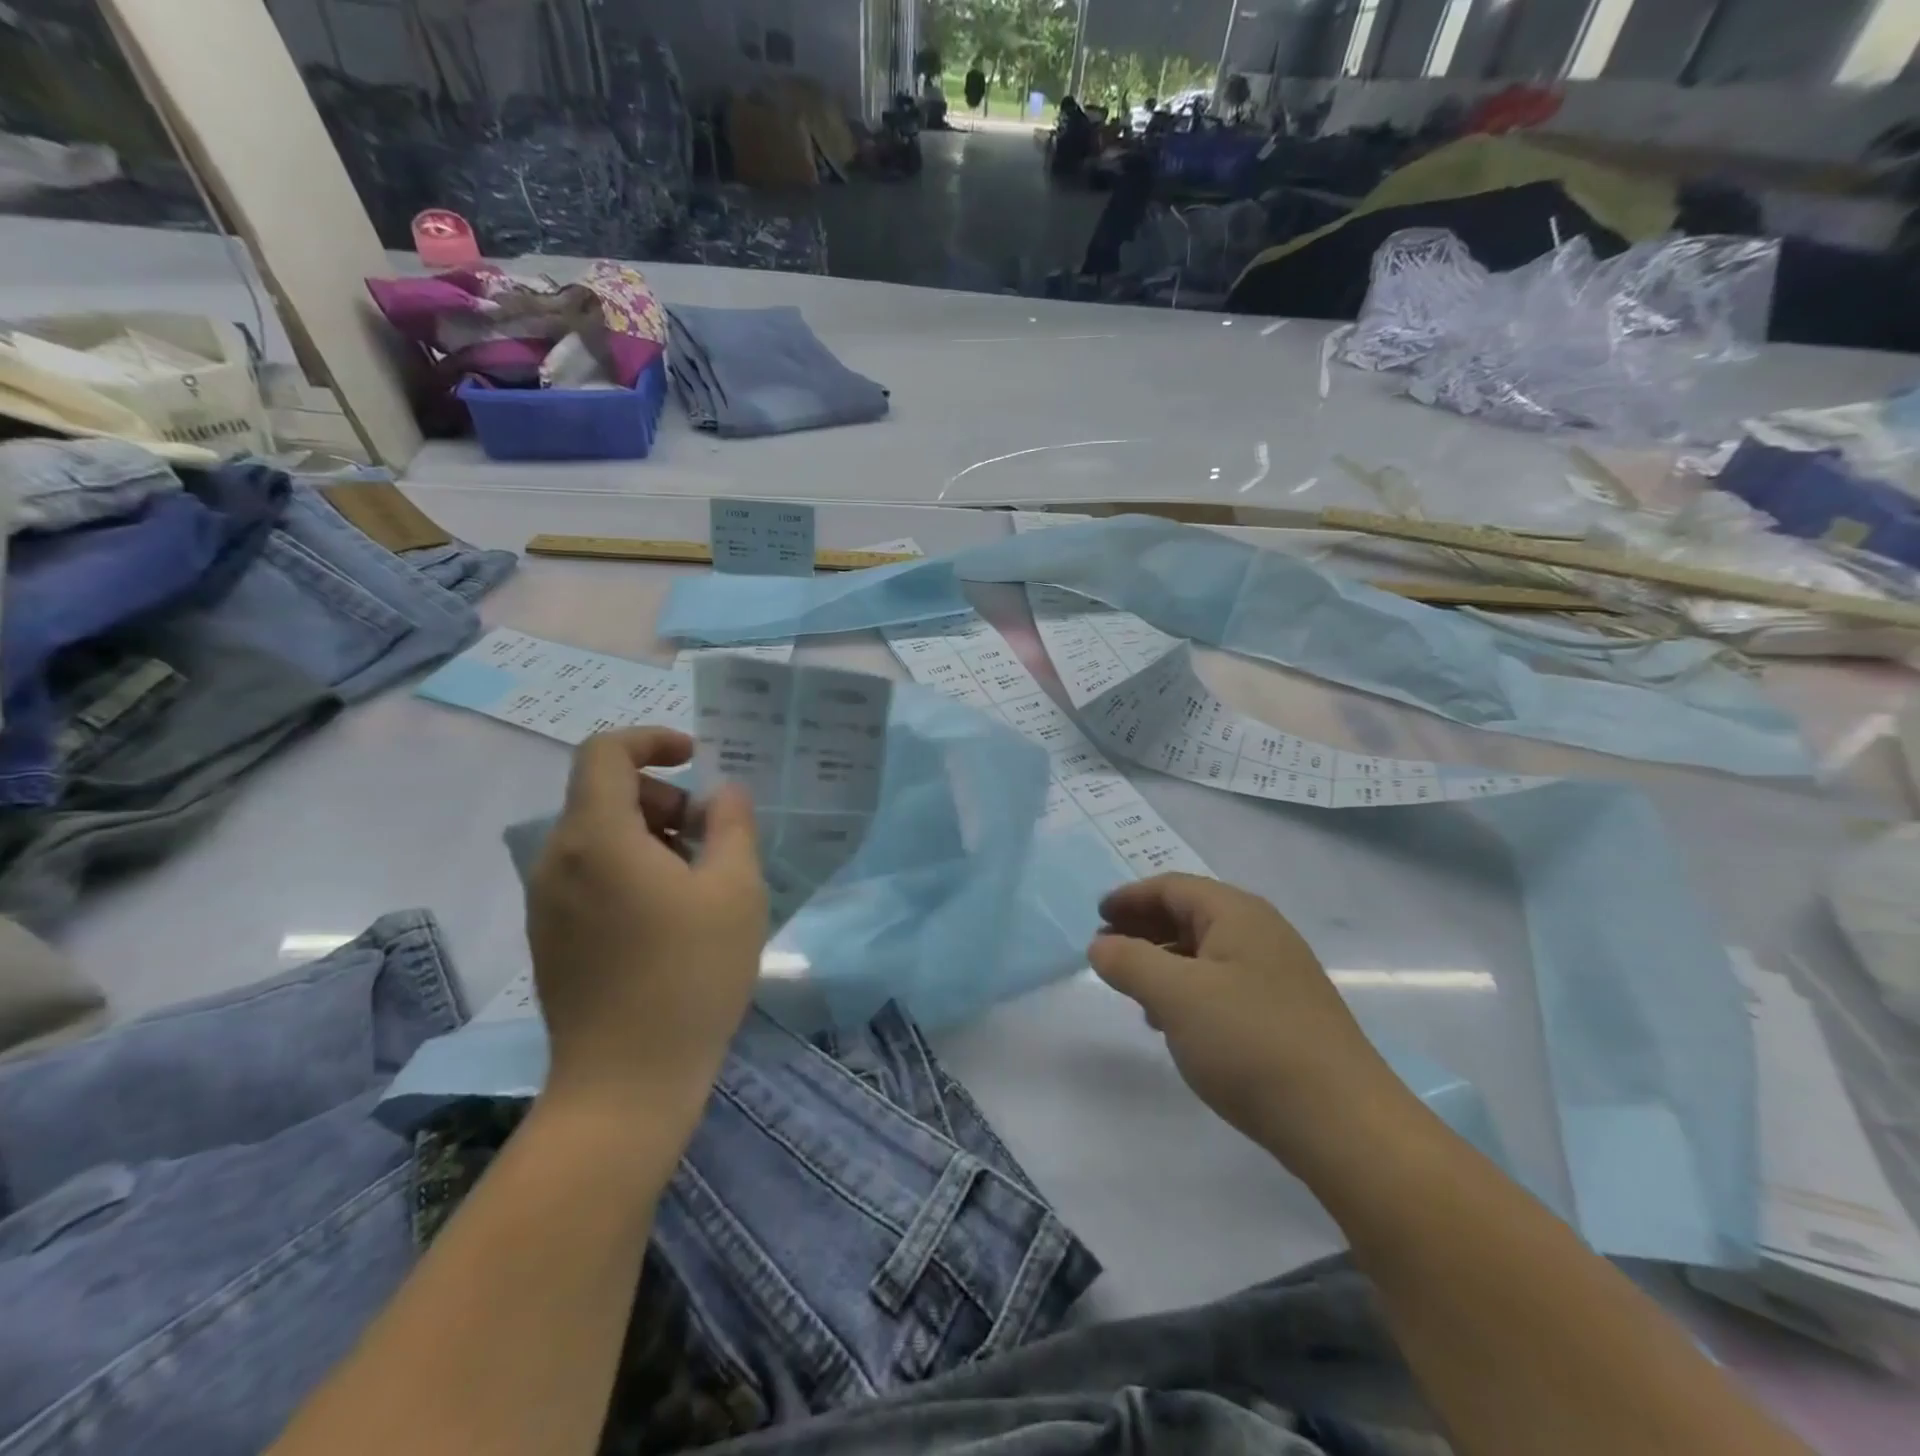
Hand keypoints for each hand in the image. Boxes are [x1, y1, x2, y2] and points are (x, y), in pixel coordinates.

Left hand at [527, 728, 767, 1118]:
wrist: (626, 1083)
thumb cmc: (690, 975)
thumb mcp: (735, 890)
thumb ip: (732, 825)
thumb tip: (722, 794)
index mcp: (597, 837)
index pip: (605, 752)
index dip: (652, 739)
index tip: (697, 759)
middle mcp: (557, 859)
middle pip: (603, 793)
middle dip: (663, 797)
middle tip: (711, 836)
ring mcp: (545, 901)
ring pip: (597, 835)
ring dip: (650, 834)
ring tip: (698, 880)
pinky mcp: (548, 935)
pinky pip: (587, 873)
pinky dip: (628, 867)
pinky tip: (668, 916)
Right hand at [1089, 874, 1413, 1161]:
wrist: (1344, 1124)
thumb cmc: (1250, 1043)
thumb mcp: (1175, 996)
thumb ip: (1129, 962)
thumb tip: (1100, 945)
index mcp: (1237, 914)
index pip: (1172, 888)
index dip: (1130, 897)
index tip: (1096, 916)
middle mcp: (1262, 933)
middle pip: (1190, 914)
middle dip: (1144, 928)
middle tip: (1106, 950)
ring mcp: (1278, 974)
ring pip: (1206, 952)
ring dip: (1164, 961)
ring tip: (1133, 988)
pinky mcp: (1285, 1012)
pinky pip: (1223, 983)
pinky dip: (1189, 989)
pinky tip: (1174, 1023)